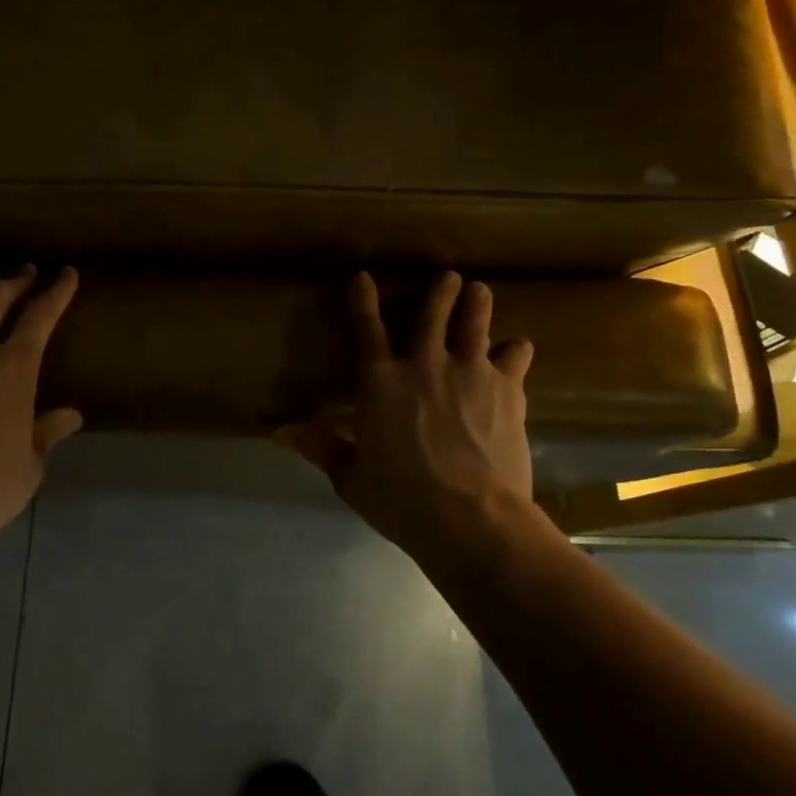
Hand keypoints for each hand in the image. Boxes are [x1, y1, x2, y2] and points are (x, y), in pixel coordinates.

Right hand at [278, 272, 535, 558]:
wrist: (472, 519)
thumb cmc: (403, 500)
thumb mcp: (351, 477)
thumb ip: (320, 446)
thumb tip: (278, 431)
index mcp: (381, 382)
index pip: (366, 329)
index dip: (362, 300)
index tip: (363, 276)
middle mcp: (425, 364)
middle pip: (432, 315)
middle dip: (441, 292)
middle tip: (450, 275)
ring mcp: (470, 372)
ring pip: (474, 323)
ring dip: (477, 304)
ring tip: (481, 290)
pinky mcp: (508, 389)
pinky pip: (515, 357)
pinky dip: (515, 350)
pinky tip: (518, 347)